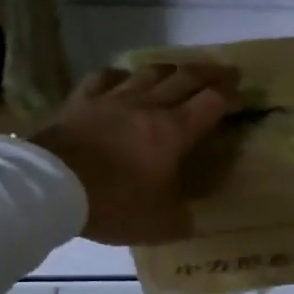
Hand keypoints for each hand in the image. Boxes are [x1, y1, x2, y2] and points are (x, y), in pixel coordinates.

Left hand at [31, 63, 237, 245]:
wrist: (51, 187)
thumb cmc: (113, 204)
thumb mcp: (160, 224)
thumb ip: (182, 218)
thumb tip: (191, 217)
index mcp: (174, 131)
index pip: (212, 102)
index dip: (231, 95)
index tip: (242, 94)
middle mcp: (149, 106)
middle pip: (186, 77)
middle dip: (211, 73)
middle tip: (226, 71)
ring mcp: (113, 99)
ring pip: (149, 72)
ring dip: (171, 69)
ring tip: (180, 72)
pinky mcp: (82, 101)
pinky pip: (106, 77)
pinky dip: (122, 75)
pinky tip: (125, 78)